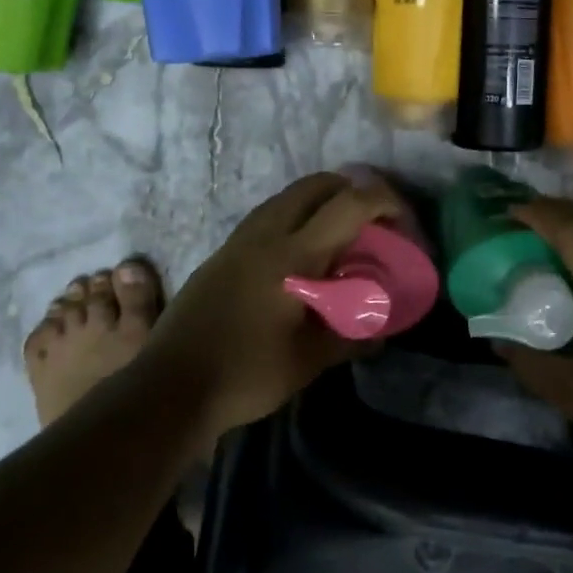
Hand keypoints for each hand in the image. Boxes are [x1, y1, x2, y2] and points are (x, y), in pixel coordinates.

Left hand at [143, 171, 408, 437]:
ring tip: (341, 237)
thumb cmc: (245, 374)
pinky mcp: (222, 253)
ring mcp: (239, 240)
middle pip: (315, 185)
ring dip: (321, 203)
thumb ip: (350, 337)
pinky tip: (302, 256)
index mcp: (293, 256)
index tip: (403, 221)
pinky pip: (268, 216)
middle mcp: (265, 234)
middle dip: (352, 191)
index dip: (384, 201)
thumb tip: (379, 331)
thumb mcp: (308, 361)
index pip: (348, 204)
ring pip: (288, 197)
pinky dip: (296, 218)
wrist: (169, 387)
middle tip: (373, 223)